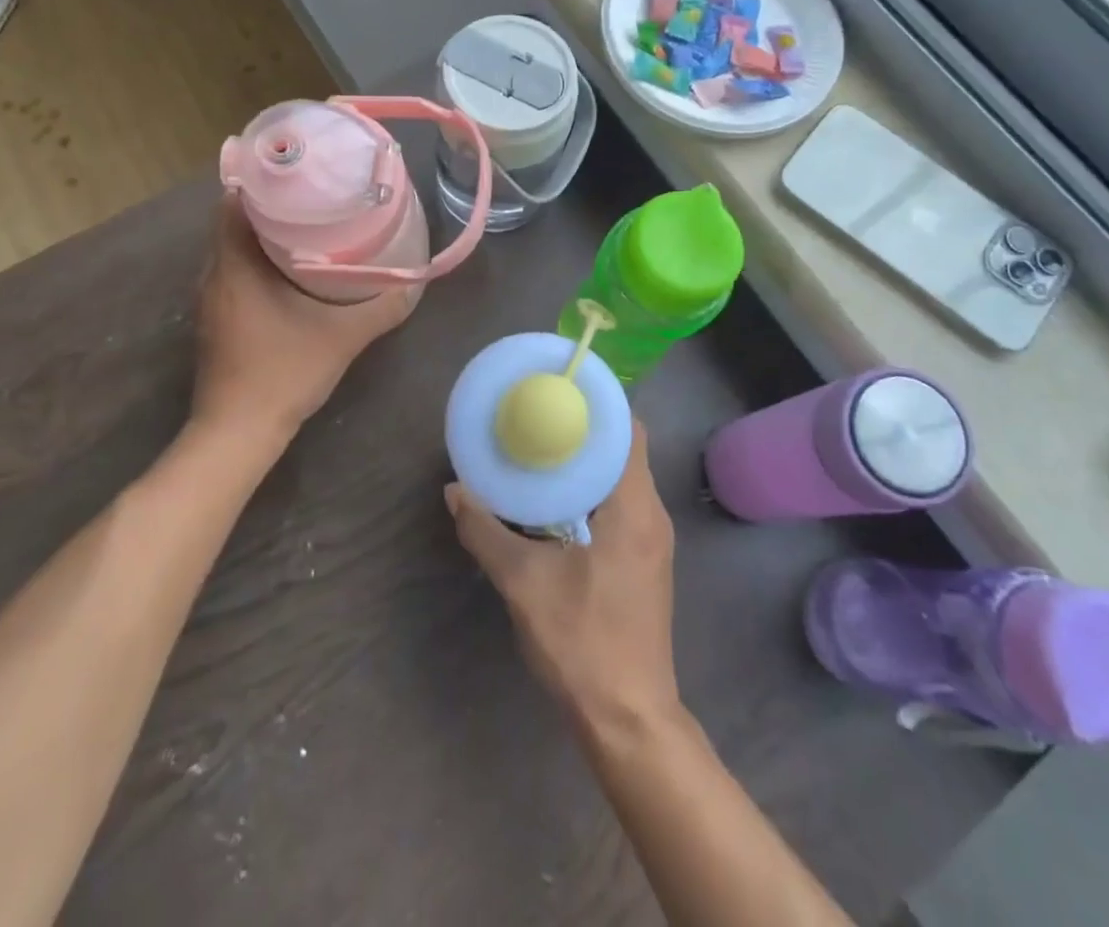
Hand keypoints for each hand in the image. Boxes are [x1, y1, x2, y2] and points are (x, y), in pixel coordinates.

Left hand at [190, 193, 416, 450]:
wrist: (238, 432)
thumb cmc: (284, 373)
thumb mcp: (344, 337)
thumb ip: (383, 307)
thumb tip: (415, 280)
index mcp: (234, 265)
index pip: (233, 201)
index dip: (262, 180)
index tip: (298, 171)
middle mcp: (214, 274)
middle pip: (233, 221)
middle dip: (270, 204)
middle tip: (314, 194)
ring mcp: (211, 299)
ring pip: (233, 248)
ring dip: (264, 234)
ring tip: (308, 223)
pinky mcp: (217, 319)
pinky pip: (234, 272)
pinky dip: (258, 261)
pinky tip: (292, 270)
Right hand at [446, 421, 683, 735]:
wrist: (628, 719)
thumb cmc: (582, 641)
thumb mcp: (523, 583)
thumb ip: (485, 532)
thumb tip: (454, 491)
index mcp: (634, 507)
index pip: (629, 430)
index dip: (599, 405)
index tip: (560, 390)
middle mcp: (652, 515)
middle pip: (624, 450)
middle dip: (584, 431)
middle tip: (540, 417)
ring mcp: (654, 542)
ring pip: (623, 479)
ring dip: (587, 463)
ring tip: (542, 450)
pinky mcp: (646, 563)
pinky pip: (624, 505)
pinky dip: (594, 492)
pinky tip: (557, 502)